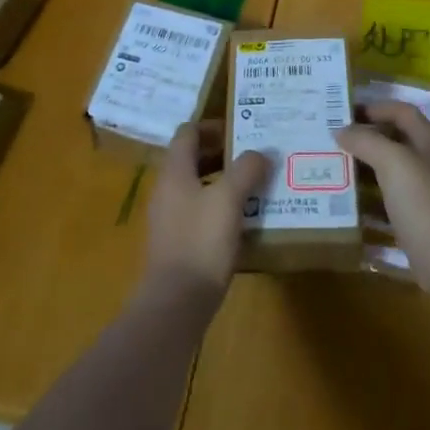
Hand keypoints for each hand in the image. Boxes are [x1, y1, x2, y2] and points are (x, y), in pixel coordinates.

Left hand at [144, 121, 269, 299]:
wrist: (176, 303)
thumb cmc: (201, 241)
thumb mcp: (229, 199)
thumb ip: (246, 170)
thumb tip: (261, 152)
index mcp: (174, 172)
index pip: (188, 133)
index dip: (213, 126)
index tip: (242, 129)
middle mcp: (167, 189)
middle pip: (192, 159)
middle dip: (223, 153)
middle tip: (255, 155)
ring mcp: (170, 218)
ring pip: (198, 186)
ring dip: (224, 181)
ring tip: (257, 185)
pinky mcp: (178, 243)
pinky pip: (200, 212)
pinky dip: (220, 207)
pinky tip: (245, 219)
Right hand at [337, 100, 429, 280]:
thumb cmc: (420, 200)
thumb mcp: (391, 161)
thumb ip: (366, 141)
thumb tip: (341, 130)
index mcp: (426, 142)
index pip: (402, 111)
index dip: (377, 107)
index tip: (346, 114)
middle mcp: (426, 163)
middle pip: (394, 141)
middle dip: (365, 140)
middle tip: (333, 142)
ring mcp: (422, 194)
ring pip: (388, 174)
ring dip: (363, 171)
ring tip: (333, 172)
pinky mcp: (414, 222)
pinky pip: (386, 205)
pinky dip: (367, 204)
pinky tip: (346, 208)